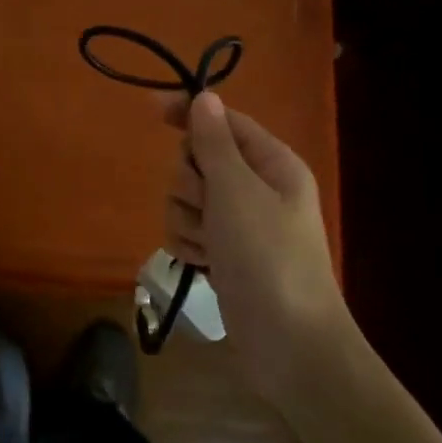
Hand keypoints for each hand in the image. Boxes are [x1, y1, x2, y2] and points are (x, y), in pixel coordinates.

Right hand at [162, 92, 350, 398]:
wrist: (289, 345)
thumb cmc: (267, 257)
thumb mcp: (237, 190)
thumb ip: (214, 142)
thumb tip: (205, 97)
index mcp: (271, 163)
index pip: (222, 121)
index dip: (189, 112)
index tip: (152, 108)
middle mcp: (255, 187)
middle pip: (197, 160)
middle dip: (191, 183)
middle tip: (209, 206)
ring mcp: (239, 223)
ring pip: (186, 198)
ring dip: (189, 219)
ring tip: (210, 246)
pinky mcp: (224, 253)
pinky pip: (187, 230)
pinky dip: (190, 244)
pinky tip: (205, 265)